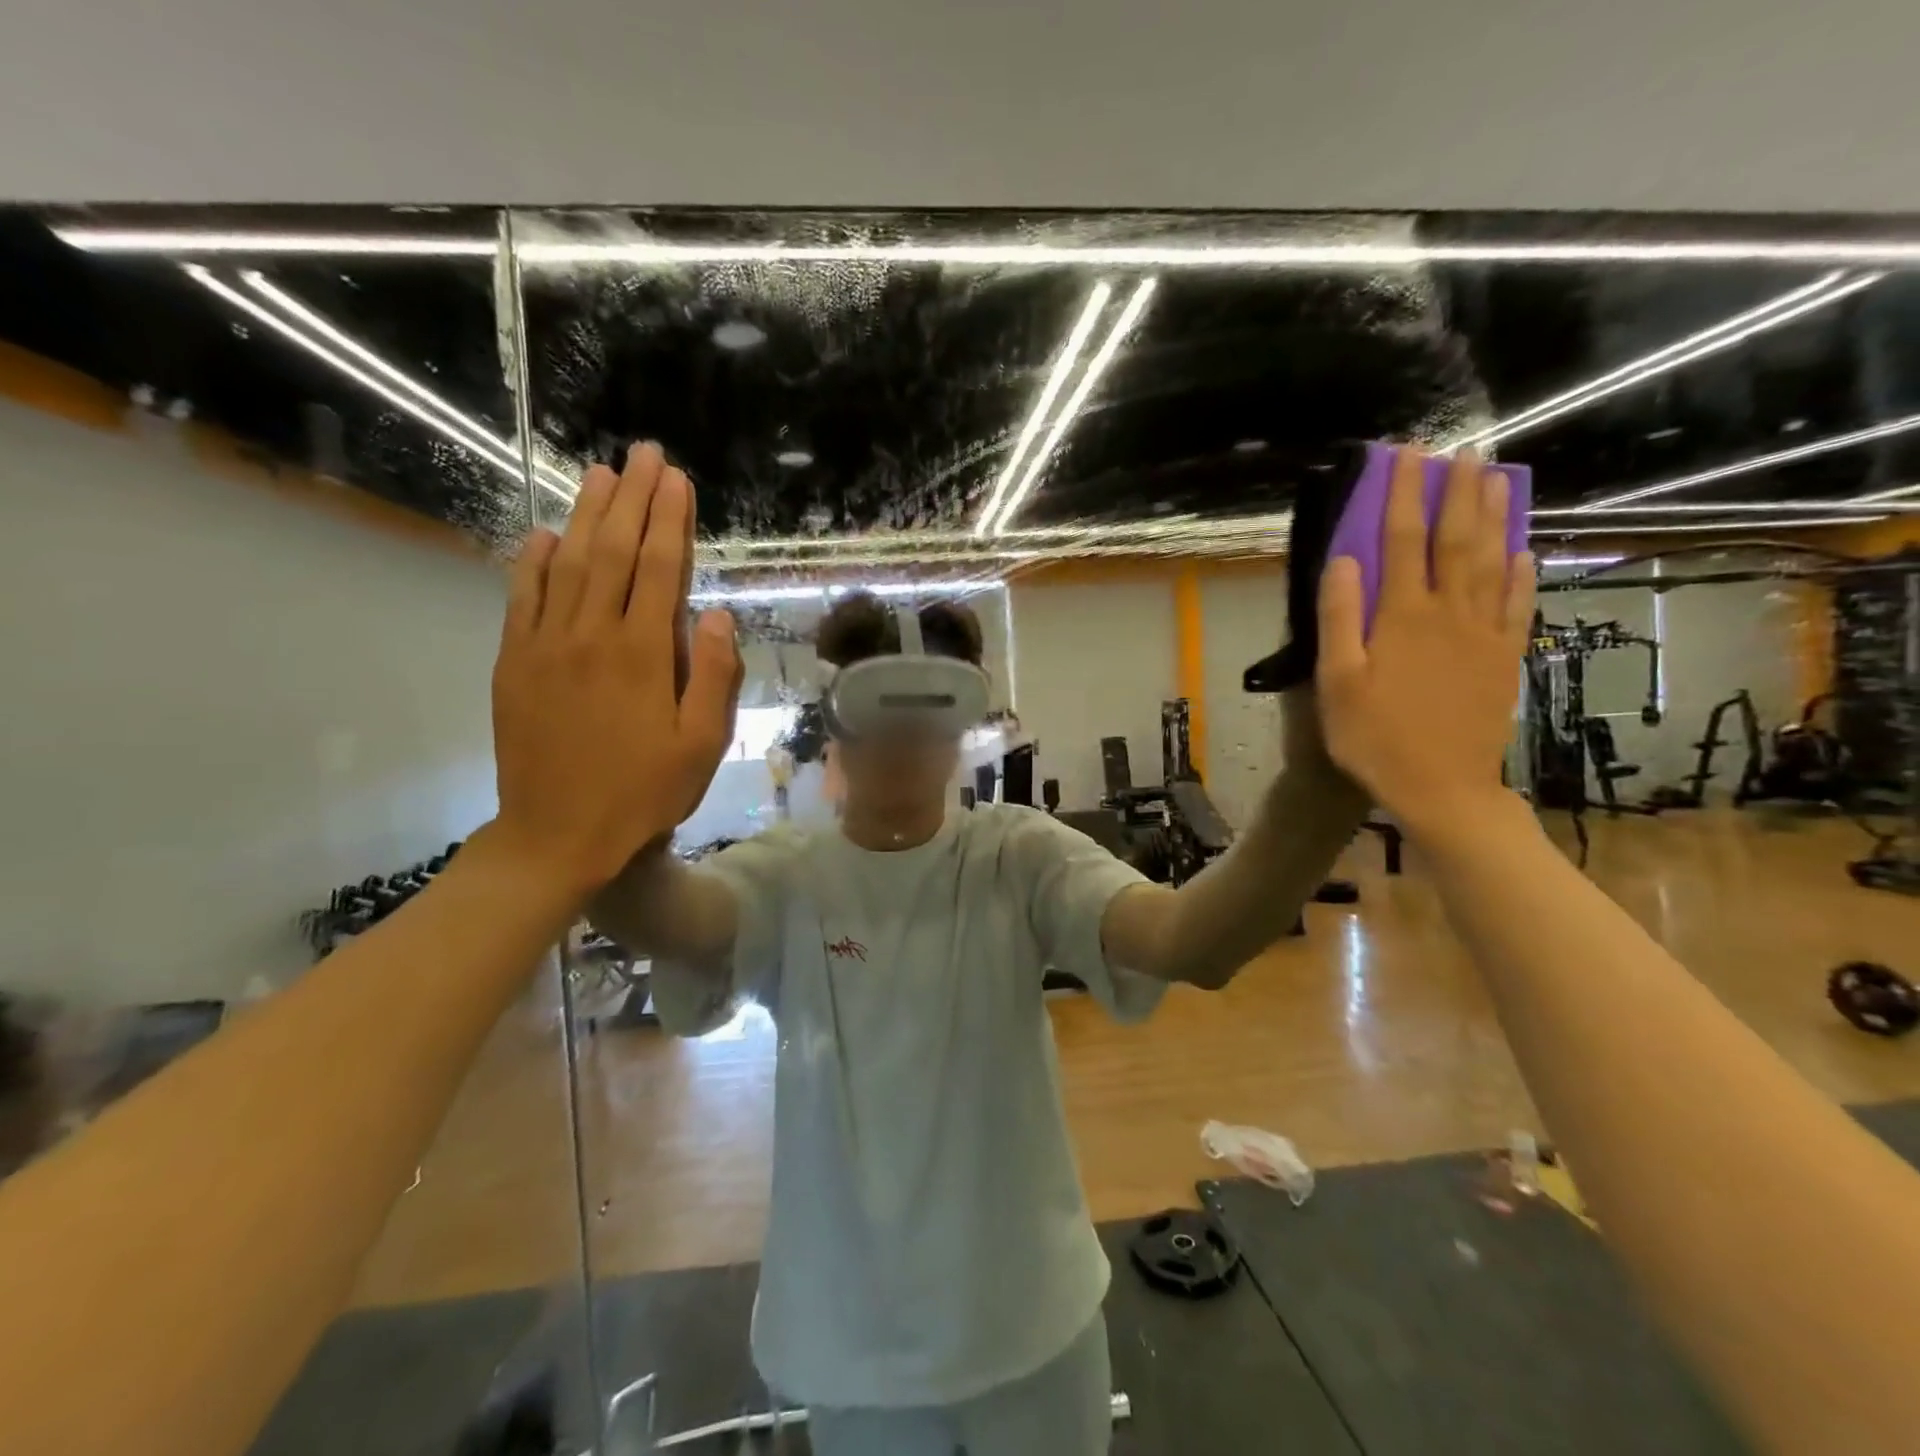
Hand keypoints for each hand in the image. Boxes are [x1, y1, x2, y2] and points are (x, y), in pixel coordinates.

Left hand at [489, 443, 741, 892]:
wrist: (558, 835)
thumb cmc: (643, 792)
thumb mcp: (701, 745)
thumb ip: (713, 676)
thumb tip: (718, 616)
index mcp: (643, 655)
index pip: (659, 570)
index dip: (670, 520)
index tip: (677, 479)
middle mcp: (592, 636)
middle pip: (613, 552)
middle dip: (631, 499)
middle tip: (642, 454)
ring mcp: (545, 646)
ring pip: (567, 565)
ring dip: (585, 515)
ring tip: (600, 474)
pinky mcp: (514, 663)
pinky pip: (523, 599)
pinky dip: (533, 562)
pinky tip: (544, 535)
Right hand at [1314, 447, 1533, 842]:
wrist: (1442, 786)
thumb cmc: (1375, 737)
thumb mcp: (1337, 682)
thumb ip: (1339, 619)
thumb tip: (1344, 560)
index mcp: (1403, 617)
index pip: (1404, 540)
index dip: (1404, 494)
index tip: (1406, 454)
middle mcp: (1450, 613)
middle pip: (1458, 540)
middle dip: (1458, 491)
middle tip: (1464, 450)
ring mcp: (1484, 634)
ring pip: (1494, 562)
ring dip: (1495, 517)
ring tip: (1497, 478)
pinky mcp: (1504, 657)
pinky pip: (1518, 604)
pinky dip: (1523, 572)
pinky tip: (1524, 552)